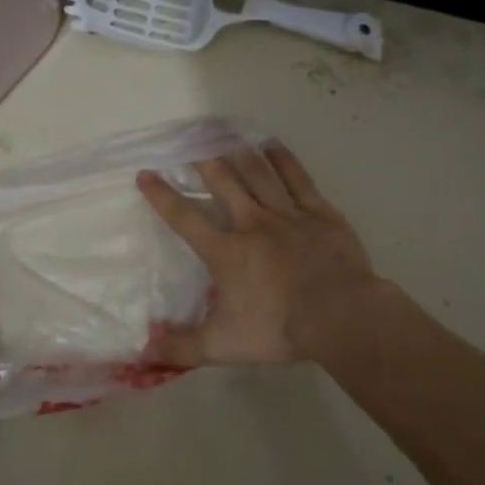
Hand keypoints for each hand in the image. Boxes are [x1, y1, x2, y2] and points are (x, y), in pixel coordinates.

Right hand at [136, 143, 393, 365]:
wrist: (341, 316)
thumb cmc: (278, 328)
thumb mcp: (223, 346)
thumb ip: (182, 348)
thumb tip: (143, 351)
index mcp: (225, 251)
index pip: (184, 218)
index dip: (161, 196)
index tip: (145, 174)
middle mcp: (251, 223)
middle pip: (222, 182)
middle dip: (202, 160)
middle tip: (188, 139)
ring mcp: (287, 214)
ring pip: (257, 173)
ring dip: (238, 152)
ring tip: (223, 133)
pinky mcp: (319, 213)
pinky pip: (297, 178)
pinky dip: (282, 160)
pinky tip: (271, 146)